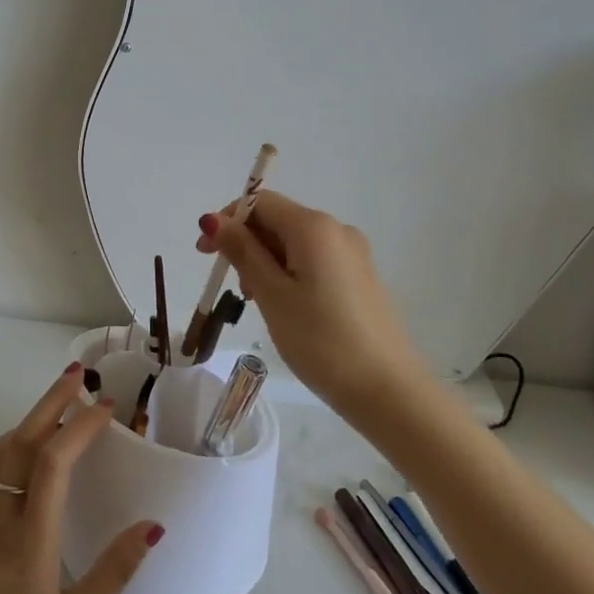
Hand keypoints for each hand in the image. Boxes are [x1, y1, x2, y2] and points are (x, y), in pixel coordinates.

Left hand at [0, 366, 162, 593]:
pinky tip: (29, 469)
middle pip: (19, 444)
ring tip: (55, 411)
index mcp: (27, 543)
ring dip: (26, 424)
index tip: (106, 405)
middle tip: (76, 375)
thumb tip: (152, 525)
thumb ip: (114, 571)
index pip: (52, 464)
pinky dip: (11, 455)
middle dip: (49, 403)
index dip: (79, 428)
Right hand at [197, 191, 430, 419]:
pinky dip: (289, 274)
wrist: (389, 391)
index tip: (205, 256)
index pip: (260, 203)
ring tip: (258, 303)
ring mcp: (353, 254)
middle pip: (278, 221)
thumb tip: (213, 220)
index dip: (227, 221)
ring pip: (294, 244)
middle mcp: (337, 230)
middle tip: (232, 287)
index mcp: (314, 226)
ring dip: (266, 262)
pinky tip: (285, 307)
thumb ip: (242, 252)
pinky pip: (314, 261)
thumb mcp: (272, 295)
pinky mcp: (360, 278)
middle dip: (246, 245)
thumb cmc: (321, 340)